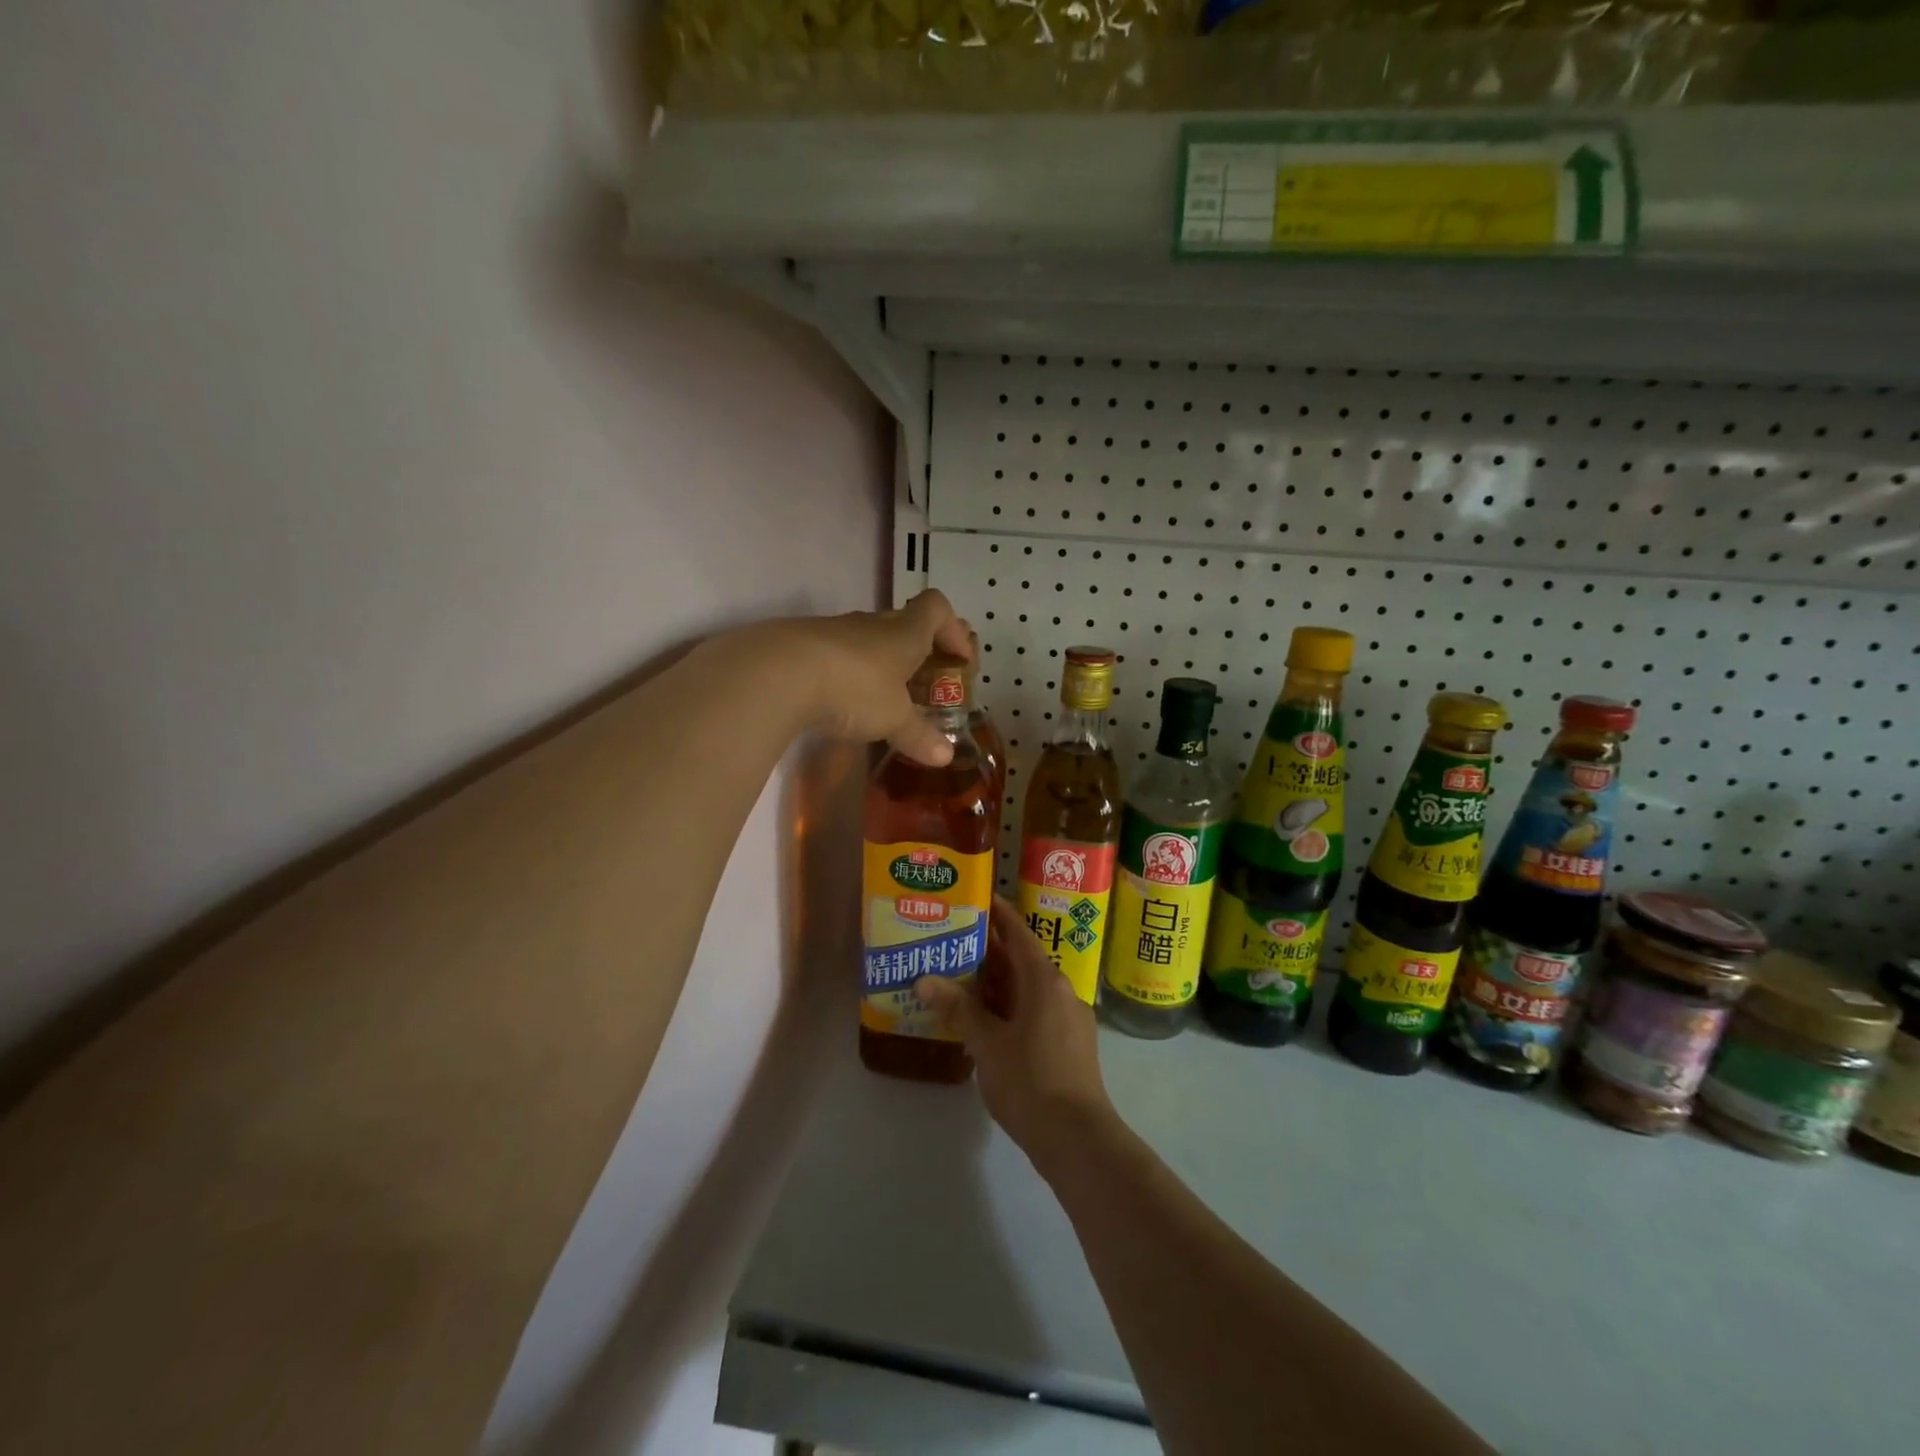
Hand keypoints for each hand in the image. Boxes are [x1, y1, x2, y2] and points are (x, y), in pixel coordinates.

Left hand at [780, 590, 973, 765]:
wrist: (777, 672)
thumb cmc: (854, 688)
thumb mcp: (893, 718)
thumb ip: (919, 735)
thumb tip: (945, 757)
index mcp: (904, 632)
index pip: (937, 608)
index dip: (953, 630)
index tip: (959, 660)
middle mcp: (872, 624)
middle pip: (904, 624)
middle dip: (919, 653)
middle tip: (923, 686)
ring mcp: (835, 630)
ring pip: (869, 640)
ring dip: (882, 664)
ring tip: (882, 700)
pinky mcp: (804, 644)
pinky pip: (837, 654)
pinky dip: (848, 673)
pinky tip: (841, 703)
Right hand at [915, 899, 1115, 1168]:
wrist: (1078, 1139)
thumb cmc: (1030, 1082)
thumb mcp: (987, 1043)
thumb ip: (958, 1008)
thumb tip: (924, 979)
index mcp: (1044, 980)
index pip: (1018, 934)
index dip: (998, 914)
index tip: (976, 898)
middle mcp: (1061, 990)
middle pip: (1023, 960)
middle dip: (990, 952)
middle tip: (954, 941)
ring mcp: (1070, 1018)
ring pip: (1030, 988)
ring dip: (1000, 983)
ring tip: (962, 980)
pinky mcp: (1071, 1043)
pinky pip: (1037, 1010)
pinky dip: (1012, 1006)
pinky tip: (987, 1021)